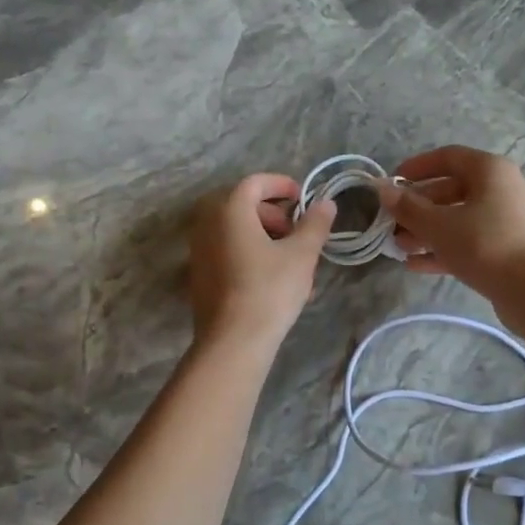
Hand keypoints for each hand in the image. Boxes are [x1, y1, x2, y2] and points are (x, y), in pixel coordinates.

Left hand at [189, 173, 336, 351]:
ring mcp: (199, 251)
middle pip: (242, 205)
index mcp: (229, 210)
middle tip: (296, 231)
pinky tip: (274, 279)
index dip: (280, 184)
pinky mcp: (199, 276)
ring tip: (291, 259)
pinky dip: (250, 253)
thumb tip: (326, 203)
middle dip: (273, 213)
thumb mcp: (302, 254)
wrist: (233, 341)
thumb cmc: (269, 289)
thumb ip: (315, 224)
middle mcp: (207, 224)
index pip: (254, 183)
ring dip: (263, 235)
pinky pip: (227, 251)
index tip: (301, 197)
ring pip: (235, 230)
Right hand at [377, 146, 524, 298]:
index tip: (392, 182)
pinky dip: (446, 248)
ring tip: (401, 247)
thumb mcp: (437, 225)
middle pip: (452, 190)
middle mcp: (503, 188)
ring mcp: (509, 219)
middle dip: (419, 207)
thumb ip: (408, 207)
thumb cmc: (482, 244)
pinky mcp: (509, 247)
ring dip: (429, 231)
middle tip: (393, 223)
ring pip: (460, 218)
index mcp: (490, 170)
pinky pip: (471, 240)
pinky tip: (417, 265)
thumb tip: (383, 190)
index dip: (417, 167)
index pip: (448, 157)